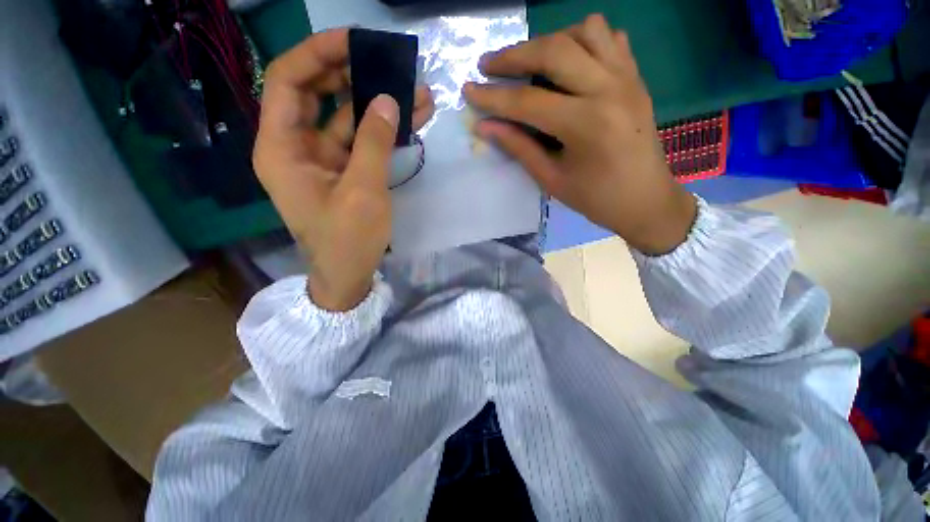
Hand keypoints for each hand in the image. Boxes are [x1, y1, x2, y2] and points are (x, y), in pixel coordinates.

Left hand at [253, 29, 434, 310]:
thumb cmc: (347, 240)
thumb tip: (389, 101)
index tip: (356, 42)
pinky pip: (361, 141)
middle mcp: (295, 146)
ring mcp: (322, 159)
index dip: (318, 54)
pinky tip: (411, 119)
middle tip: (388, 64)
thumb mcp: (363, 191)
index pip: (288, 81)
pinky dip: (383, 131)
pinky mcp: (343, 171)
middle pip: (317, 94)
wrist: (348, 276)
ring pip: (346, 118)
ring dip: (378, 104)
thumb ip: (375, 143)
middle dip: (353, 74)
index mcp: (282, 148)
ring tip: (416, 91)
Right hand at [464, 14, 696, 254]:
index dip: (493, 97)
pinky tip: (570, 64)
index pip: (527, 102)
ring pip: (585, 30)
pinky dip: (584, 42)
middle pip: (554, 50)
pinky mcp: (636, 77)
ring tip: (531, 64)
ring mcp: (627, 78)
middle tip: (488, 65)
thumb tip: (485, 127)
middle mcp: (609, 89)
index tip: (468, 90)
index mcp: (586, 124)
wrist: (646, 200)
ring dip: (550, 41)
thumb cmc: (596, 199)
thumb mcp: (551, 179)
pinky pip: (610, 39)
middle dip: (514, 55)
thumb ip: (518, 147)